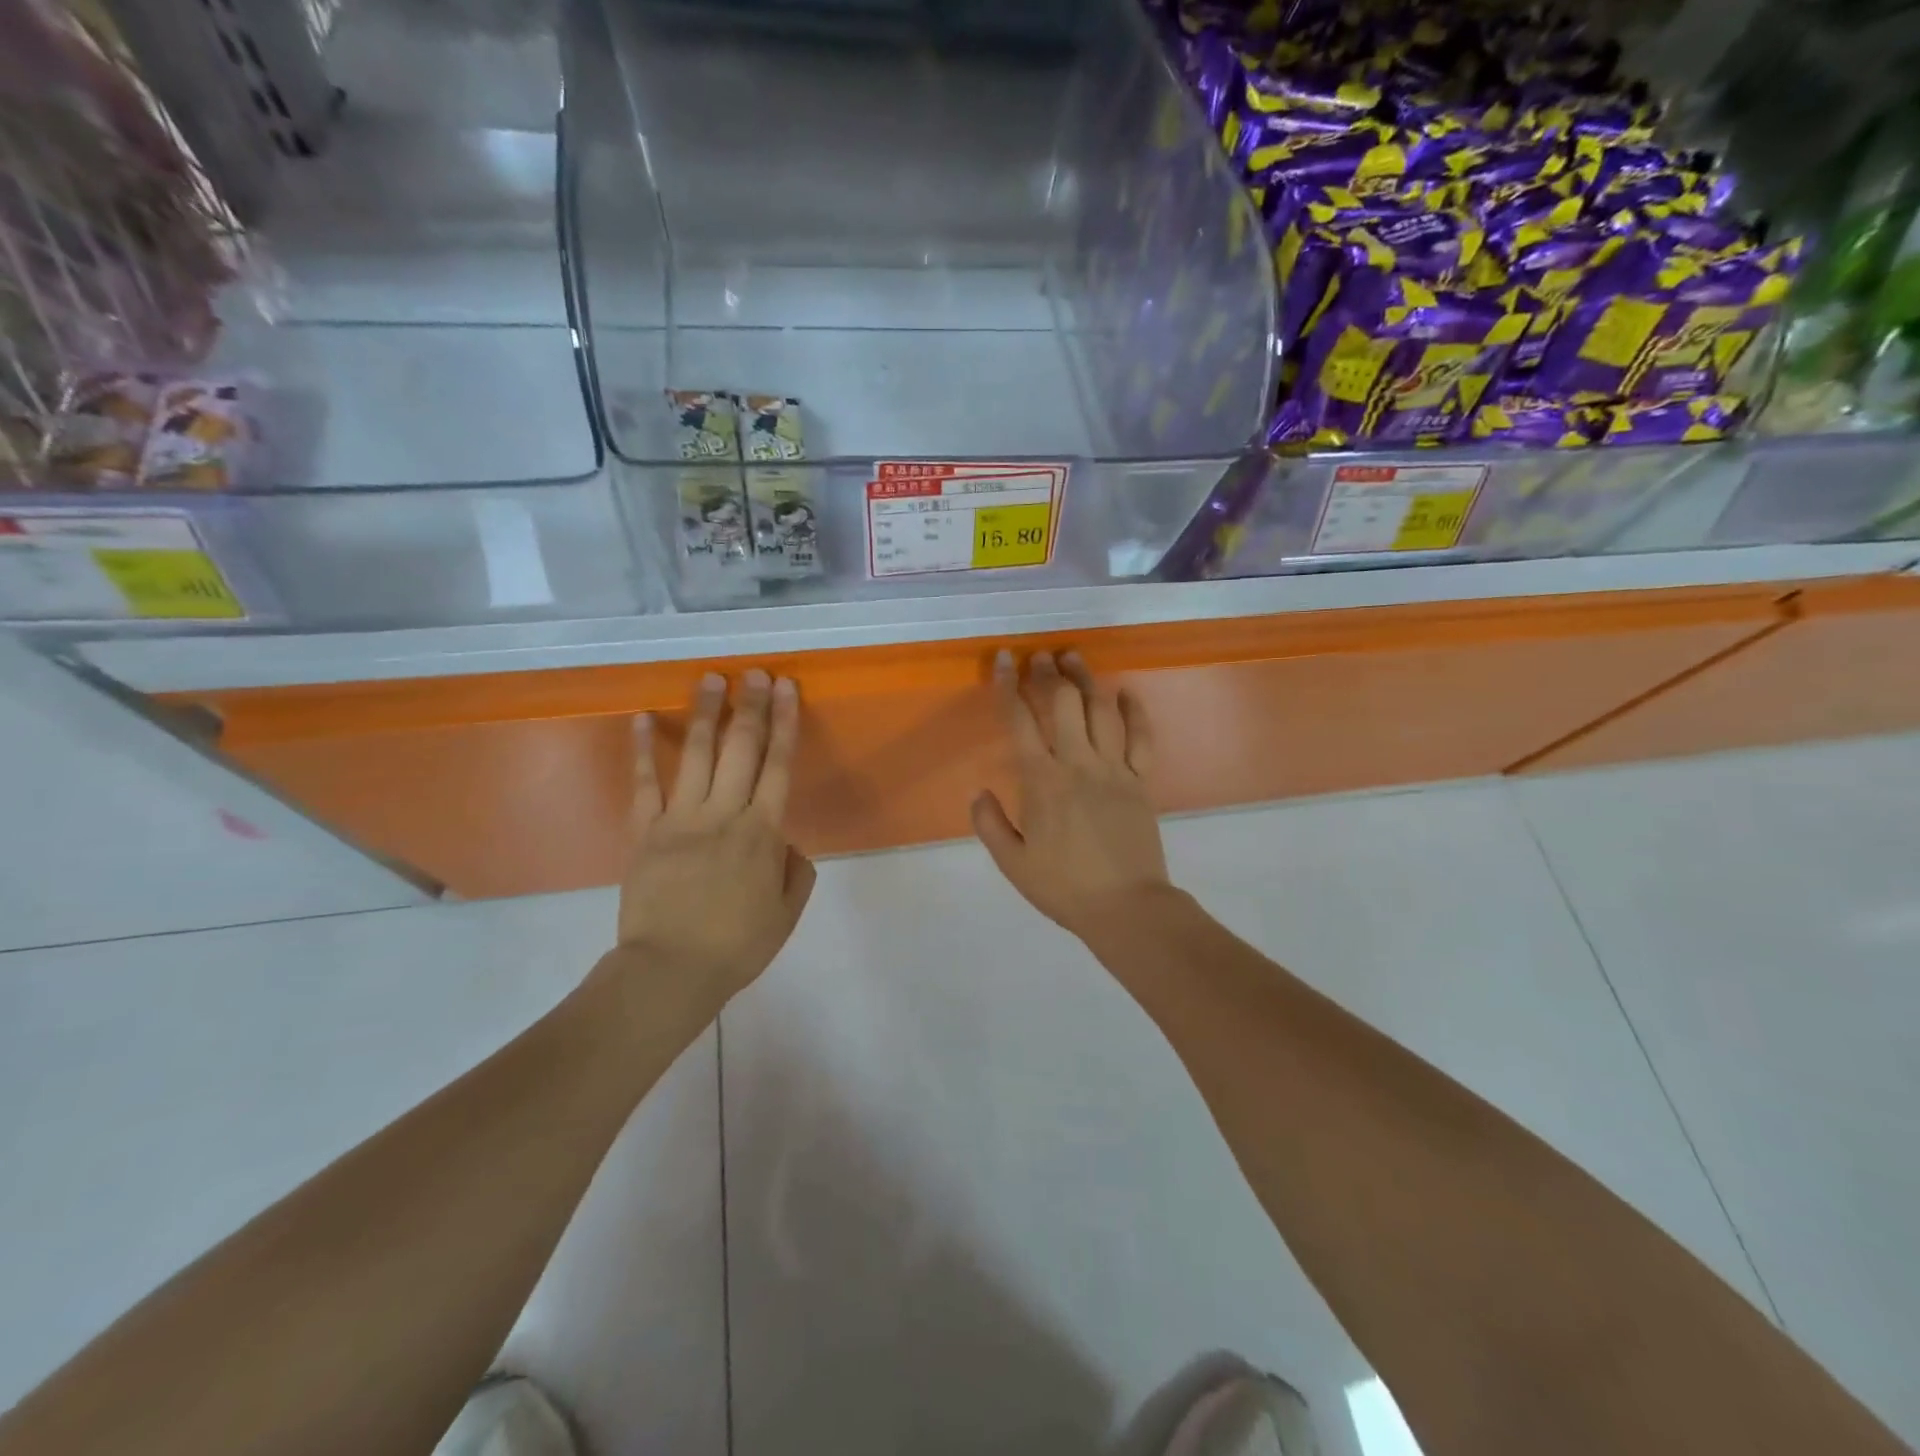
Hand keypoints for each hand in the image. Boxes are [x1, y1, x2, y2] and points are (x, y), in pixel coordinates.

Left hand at [603, 670, 815, 1017]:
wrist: (670, 972)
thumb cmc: (736, 946)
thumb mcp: (786, 914)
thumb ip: (795, 872)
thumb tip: (785, 842)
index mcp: (763, 833)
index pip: (779, 765)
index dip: (785, 723)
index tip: (787, 689)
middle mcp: (724, 814)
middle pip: (741, 749)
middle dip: (751, 706)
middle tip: (756, 672)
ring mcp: (681, 819)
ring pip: (697, 755)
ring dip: (706, 714)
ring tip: (711, 679)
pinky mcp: (645, 832)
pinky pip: (644, 784)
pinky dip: (643, 750)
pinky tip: (644, 718)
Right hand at [971, 650, 1171, 940]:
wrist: (1126, 907)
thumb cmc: (1064, 887)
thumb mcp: (1013, 863)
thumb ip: (990, 824)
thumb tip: (979, 792)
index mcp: (1042, 781)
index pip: (1020, 721)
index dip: (1008, 686)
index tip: (1003, 661)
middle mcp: (1078, 764)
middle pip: (1063, 703)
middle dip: (1048, 673)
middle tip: (1039, 656)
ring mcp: (1115, 769)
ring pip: (1101, 710)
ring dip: (1085, 680)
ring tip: (1073, 658)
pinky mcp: (1142, 780)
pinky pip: (1142, 737)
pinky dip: (1134, 711)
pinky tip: (1125, 691)